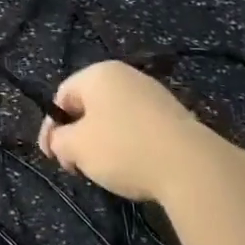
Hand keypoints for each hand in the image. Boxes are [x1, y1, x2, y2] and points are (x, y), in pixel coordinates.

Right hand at [38, 61, 209, 201]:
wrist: (191, 166)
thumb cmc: (124, 148)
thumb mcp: (77, 148)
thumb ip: (58, 141)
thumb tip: (58, 142)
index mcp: (97, 74)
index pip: (62, 96)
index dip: (52, 127)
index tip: (53, 156)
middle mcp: (125, 75)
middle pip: (89, 105)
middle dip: (79, 135)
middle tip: (77, 165)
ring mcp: (153, 93)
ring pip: (115, 117)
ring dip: (104, 141)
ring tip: (108, 170)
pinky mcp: (175, 114)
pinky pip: (140, 126)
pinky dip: (130, 143)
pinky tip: (136, 166)